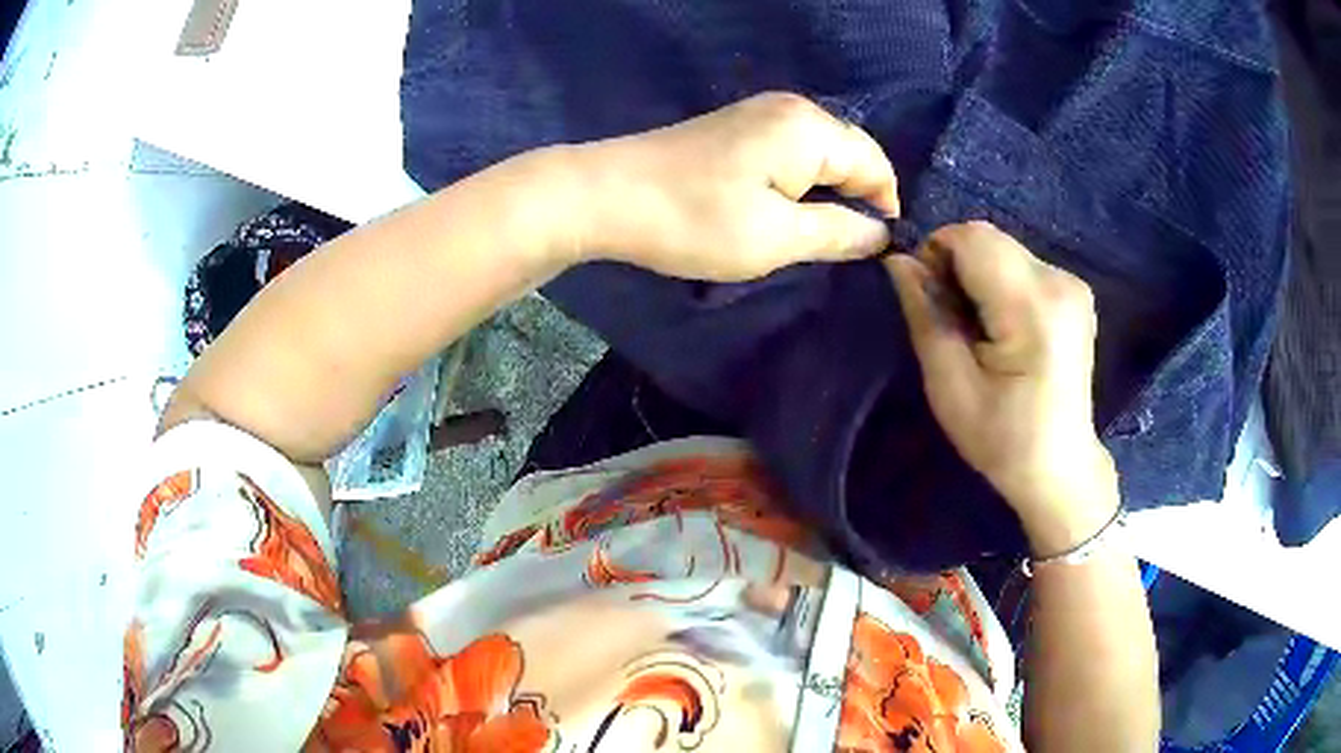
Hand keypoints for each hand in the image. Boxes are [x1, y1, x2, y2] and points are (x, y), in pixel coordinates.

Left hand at [563, 92, 900, 280]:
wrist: (605, 194)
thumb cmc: (693, 219)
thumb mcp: (776, 238)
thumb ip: (837, 233)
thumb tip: (880, 233)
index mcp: (810, 129)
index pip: (876, 164)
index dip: (885, 208)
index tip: (875, 252)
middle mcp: (792, 108)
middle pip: (851, 152)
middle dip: (857, 198)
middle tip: (843, 248)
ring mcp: (760, 112)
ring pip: (820, 153)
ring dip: (827, 192)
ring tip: (814, 234)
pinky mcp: (736, 126)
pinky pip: (791, 151)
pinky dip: (800, 181)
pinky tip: (784, 209)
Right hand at [885, 222, 1119, 555]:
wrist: (1060, 469)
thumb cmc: (1003, 439)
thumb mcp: (950, 387)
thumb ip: (925, 315)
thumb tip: (899, 261)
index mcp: (1033, 308)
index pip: (971, 239)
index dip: (935, 254)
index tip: (928, 300)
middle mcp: (1060, 281)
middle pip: (988, 239)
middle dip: (955, 264)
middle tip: (951, 319)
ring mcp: (1073, 284)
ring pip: (1002, 248)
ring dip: (977, 274)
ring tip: (978, 329)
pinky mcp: (1075, 291)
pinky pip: (1020, 263)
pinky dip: (999, 282)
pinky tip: (1002, 327)